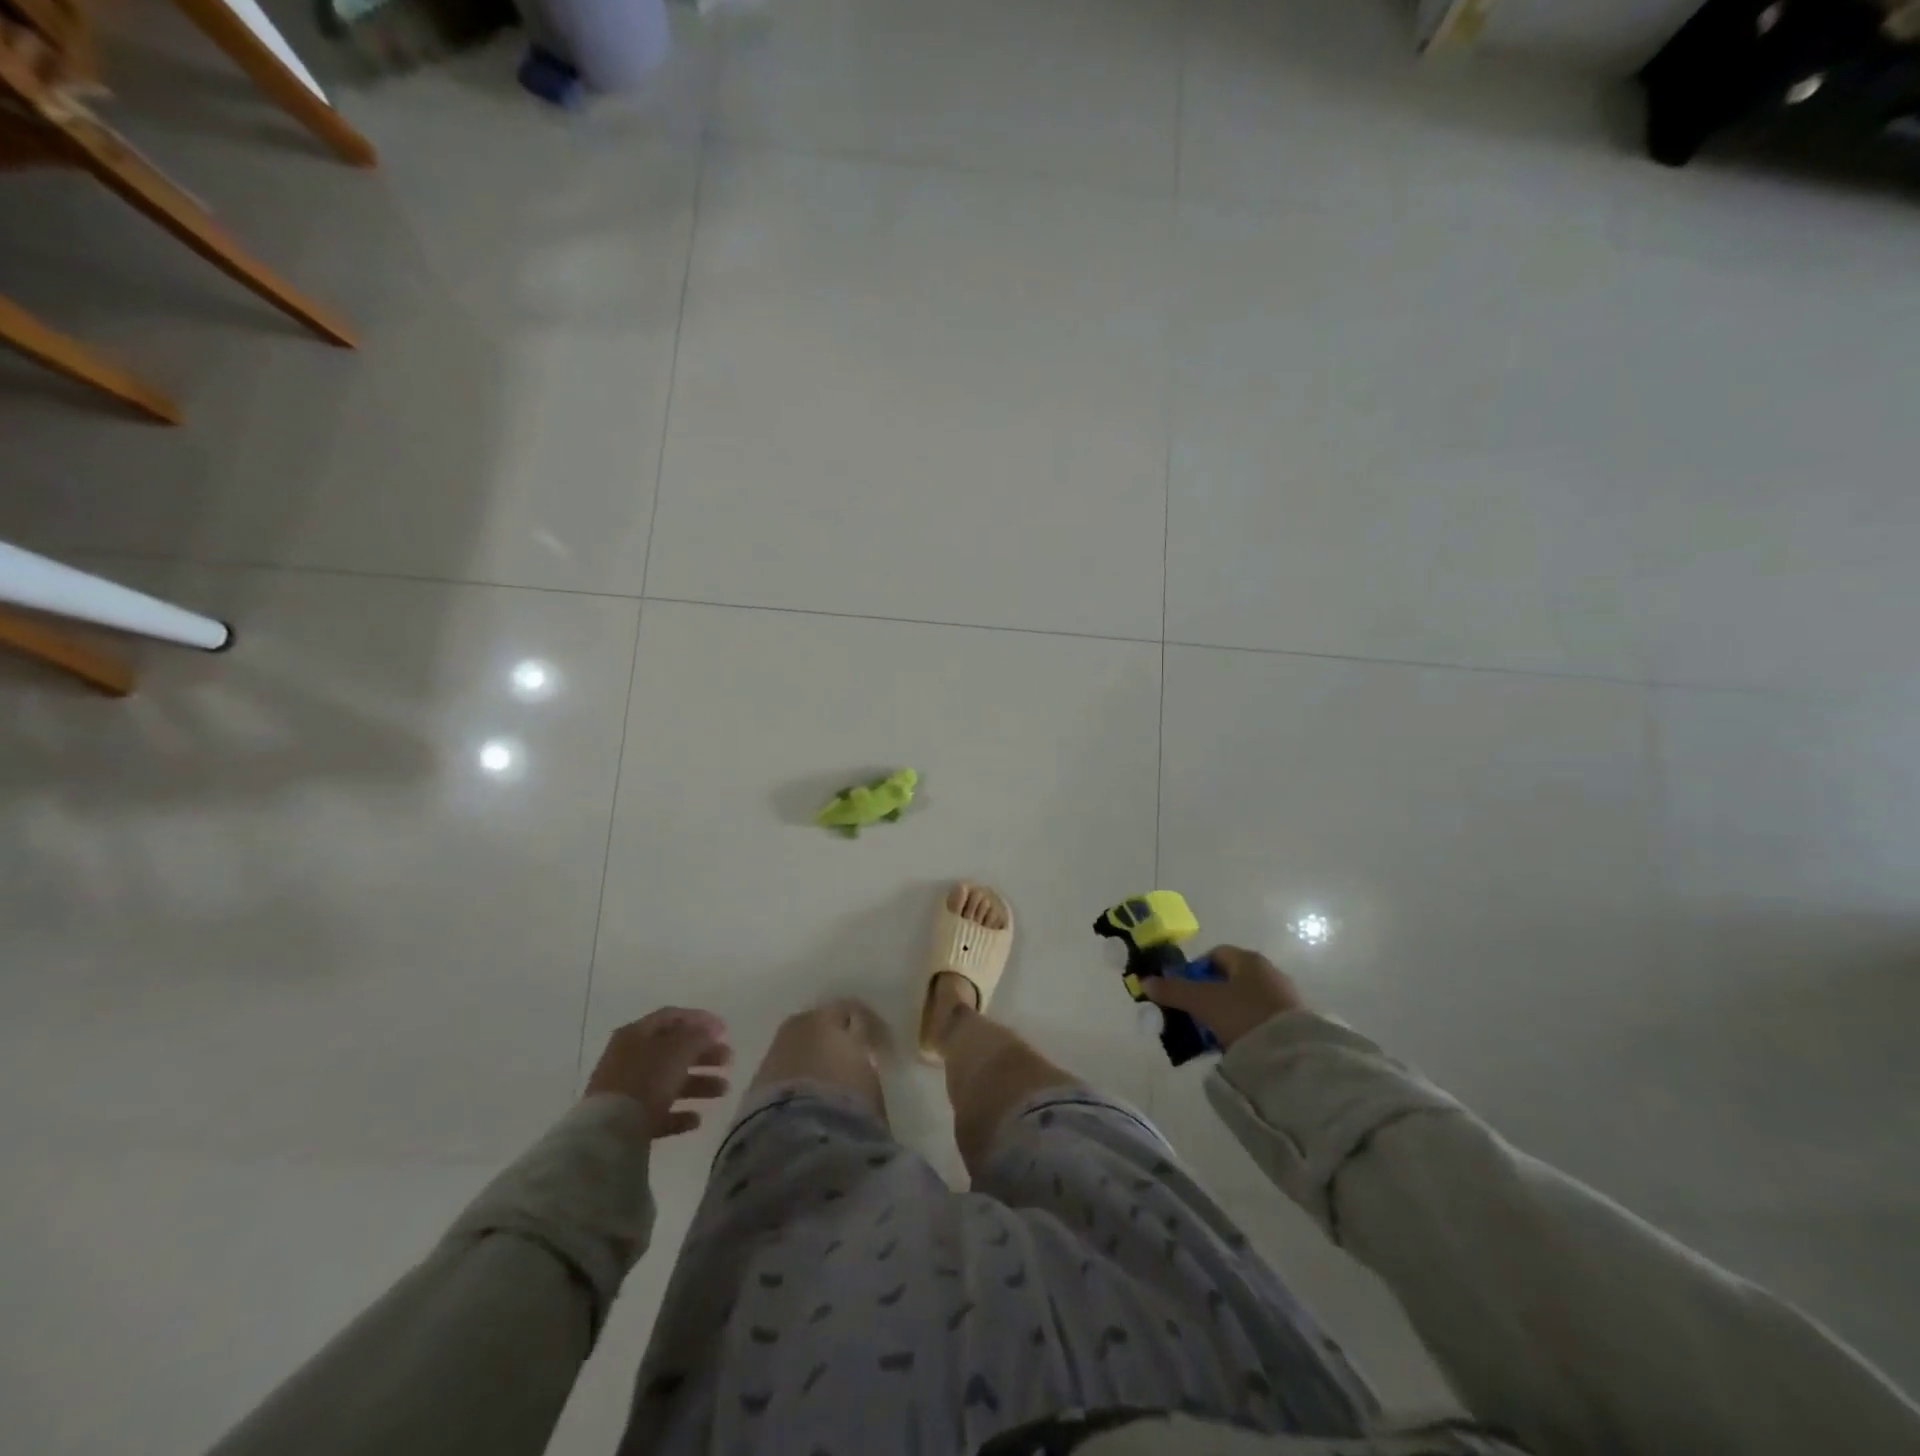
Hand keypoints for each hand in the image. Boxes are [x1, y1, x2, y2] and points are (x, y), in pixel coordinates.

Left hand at [585, 1008, 732, 1140]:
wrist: (609, 1132)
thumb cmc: (646, 1079)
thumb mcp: (678, 1049)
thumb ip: (698, 1036)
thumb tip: (711, 1029)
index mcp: (637, 1034)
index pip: (672, 1017)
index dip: (700, 1019)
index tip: (725, 1030)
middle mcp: (630, 1058)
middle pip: (673, 1051)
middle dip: (704, 1055)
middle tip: (729, 1060)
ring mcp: (627, 1090)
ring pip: (669, 1082)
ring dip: (699, 1084)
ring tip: (723, 1091)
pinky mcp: (627, 1121)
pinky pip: (659, 1112)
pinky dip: (680, 1114)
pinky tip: (697, 1119)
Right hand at [1144, 945, 1304, 1049]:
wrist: (1293, 1054)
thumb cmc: (1243, 1014)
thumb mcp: (1202, 1001)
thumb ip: (1173, 990)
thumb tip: (1145, 981)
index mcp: (1248, 959)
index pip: (1215, 954)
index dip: (1194, 970)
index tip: (1183, 992)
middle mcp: (1268, 972)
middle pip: (1228, 979)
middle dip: (1207, 995)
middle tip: (1193, 1016)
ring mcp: (1283, 998)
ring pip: (1243, 1001)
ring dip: (1225, 1014)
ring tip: (1211, 1035)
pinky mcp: (1293, 1023)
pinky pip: (1258, 1020)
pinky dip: (1243, 1028)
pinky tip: (1234, 1045)